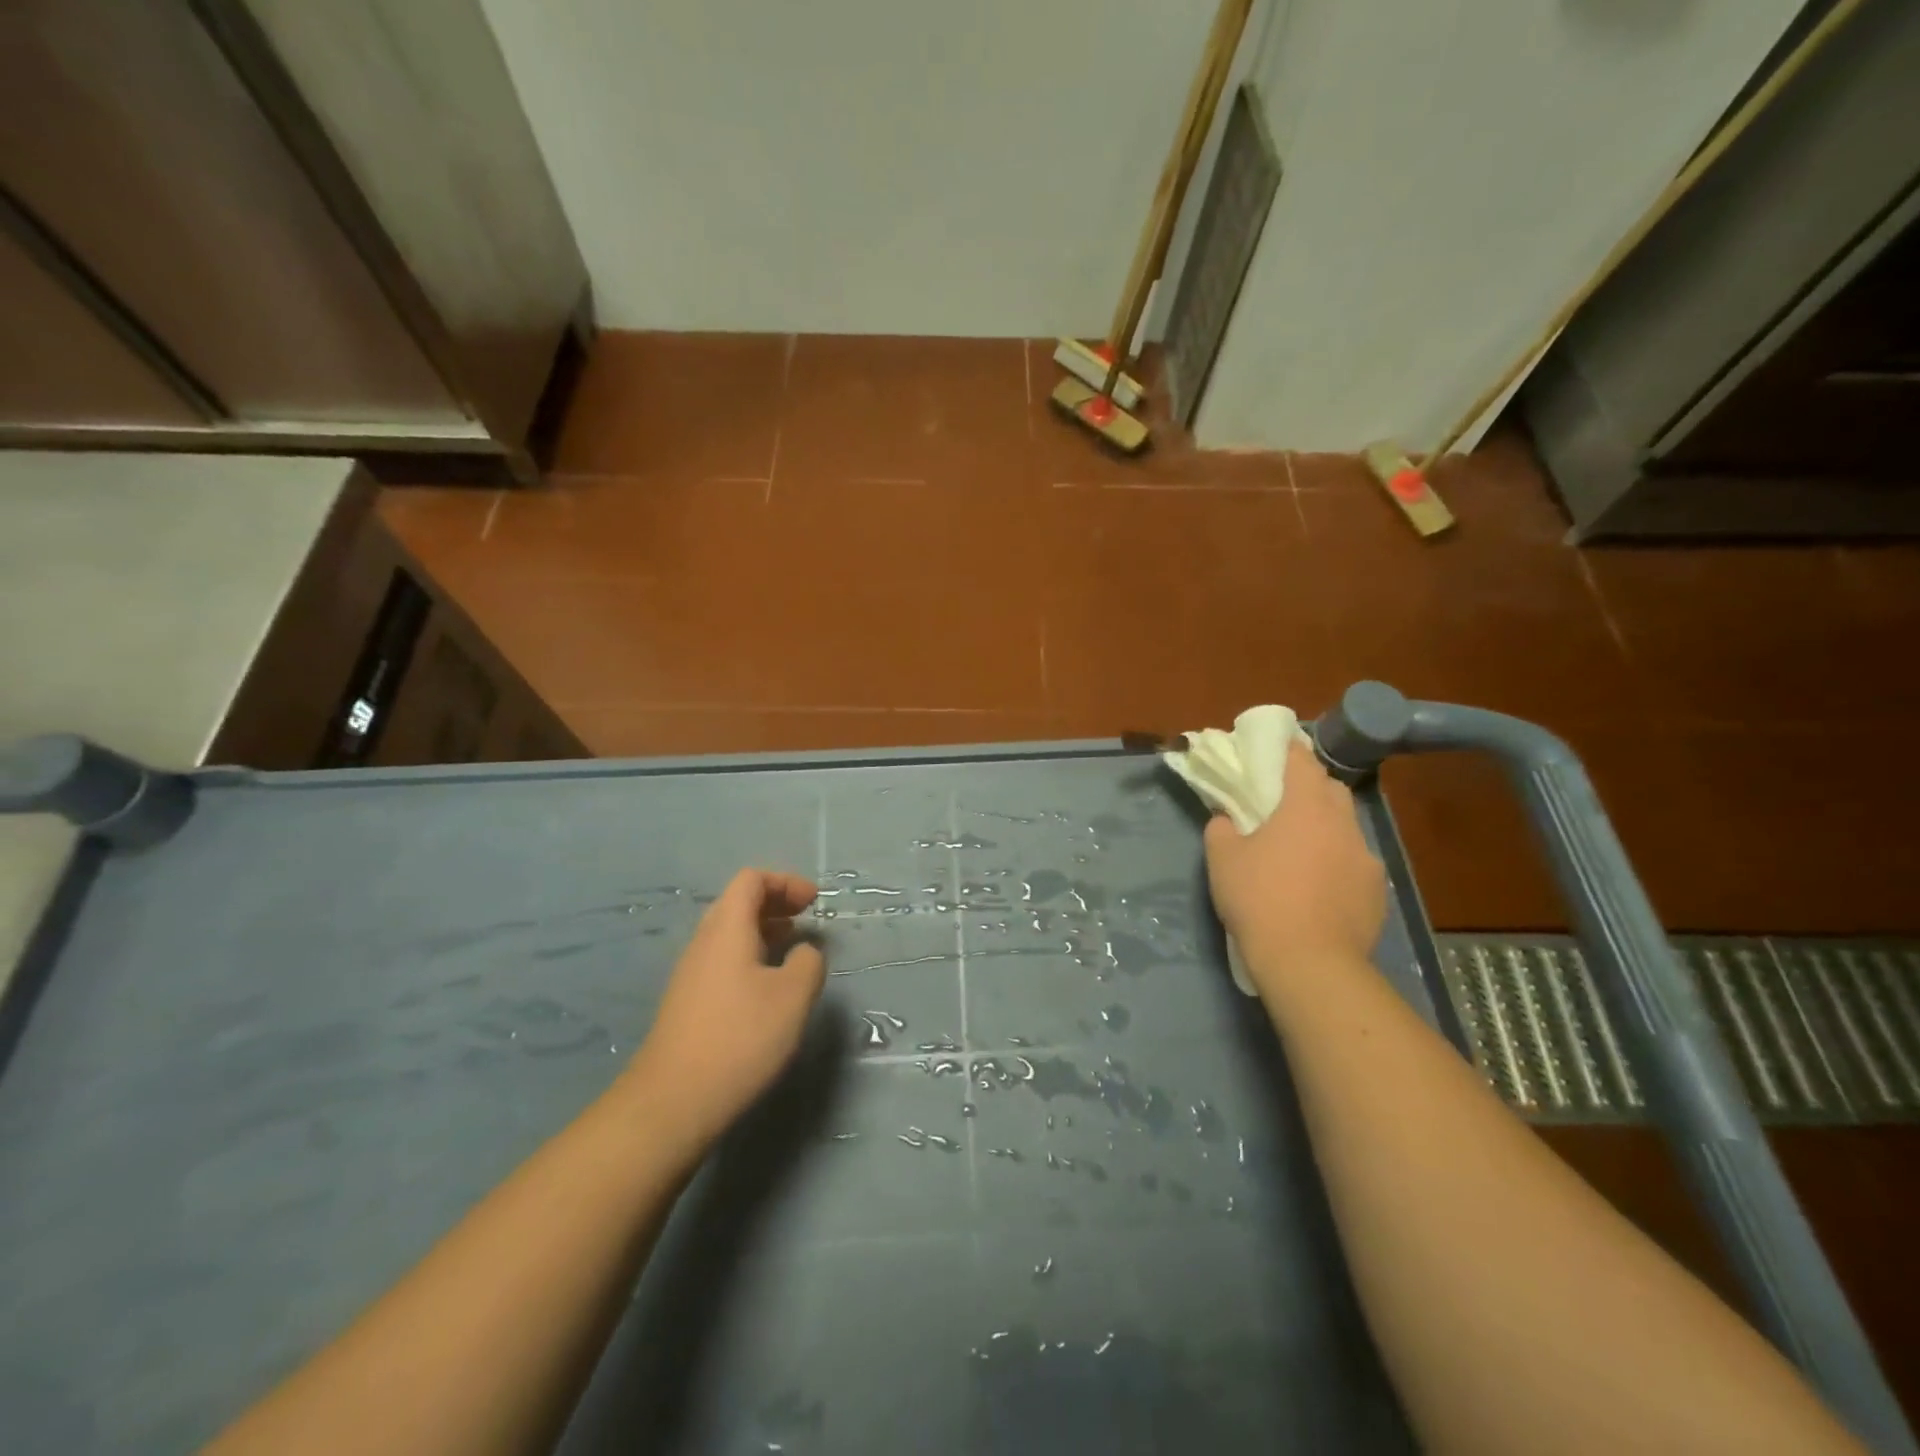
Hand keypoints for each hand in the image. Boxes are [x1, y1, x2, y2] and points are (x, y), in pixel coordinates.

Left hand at [620, 869, 825, 1160]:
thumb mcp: (793, 996)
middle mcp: (704, 942)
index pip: (751, 880)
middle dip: (775, 903)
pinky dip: (751, 956)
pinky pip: (723, 959)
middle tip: (807, 918)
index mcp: (727, 928)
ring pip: (729, 933)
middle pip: (738, 902)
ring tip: (793, 948)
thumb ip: (808, 962)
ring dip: (764, 930)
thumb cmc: (740, 1038)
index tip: (814, 901)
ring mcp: (691, 973)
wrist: (673, 1101)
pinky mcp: (688, 1002)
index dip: (785, 882)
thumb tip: (804, 951)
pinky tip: (768, 986)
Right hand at [1203, 740, 1386, 994]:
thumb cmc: (1260, 898)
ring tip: (1302, 852)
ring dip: (1326, 830)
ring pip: (1346, 829)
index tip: (1278, 747)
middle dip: (1311, 789)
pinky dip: (1338, 865)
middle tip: (1284, 804)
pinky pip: (1355, 865)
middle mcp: (1343, 824)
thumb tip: (1228, 820)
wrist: (1309, 962)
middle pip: (1331, 791)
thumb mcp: (1222, 859)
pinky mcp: (1377, 893)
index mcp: (1306, 807)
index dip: (1289, 750)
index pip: (1302, 761)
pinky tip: (1320, 889)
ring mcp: (1366, 859)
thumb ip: (1222, 828)